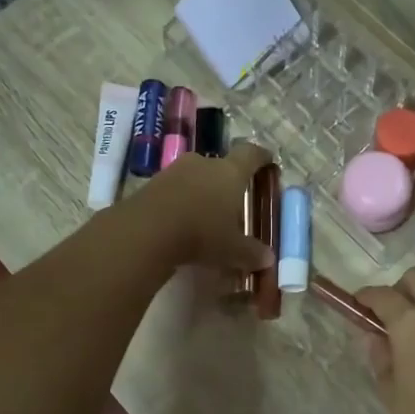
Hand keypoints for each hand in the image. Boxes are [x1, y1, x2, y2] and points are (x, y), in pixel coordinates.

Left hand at [131, 141, 276, 272]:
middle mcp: (203, 163)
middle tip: (233, 201)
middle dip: (227, 181)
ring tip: (205, 215)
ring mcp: (175, 171)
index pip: (250, 154)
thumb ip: (251, 252)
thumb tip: (267, 259)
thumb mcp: (232, 249)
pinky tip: (181, 221)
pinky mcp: (152, 183)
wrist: (146, 231)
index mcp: (230, 172)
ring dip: (202, 191)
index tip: (268, 162)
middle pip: (220, 165)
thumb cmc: (201, 233)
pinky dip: (181, 201)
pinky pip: (174, 189)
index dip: (261, 157)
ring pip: (195, 176)